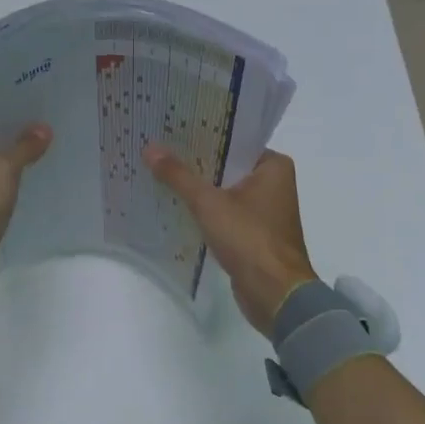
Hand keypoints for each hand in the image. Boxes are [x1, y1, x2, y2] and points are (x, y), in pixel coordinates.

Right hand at [144, 145, 318, 337]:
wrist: (275, 295)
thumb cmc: (249, 238)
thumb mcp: (208, 203)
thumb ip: (178, 175)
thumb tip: (149, 147)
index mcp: (273, 166)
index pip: (233, 140)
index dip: (202, 135)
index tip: (171, 128)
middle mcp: (273, 182)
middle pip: (226, 165)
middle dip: (195, 161)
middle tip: (158, 148)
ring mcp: (264, 209)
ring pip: (224, 188)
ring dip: (198, 186)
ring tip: (160, 171)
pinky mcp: (254, 232)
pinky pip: (224, 210)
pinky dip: (204, 208)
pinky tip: (175, 203)